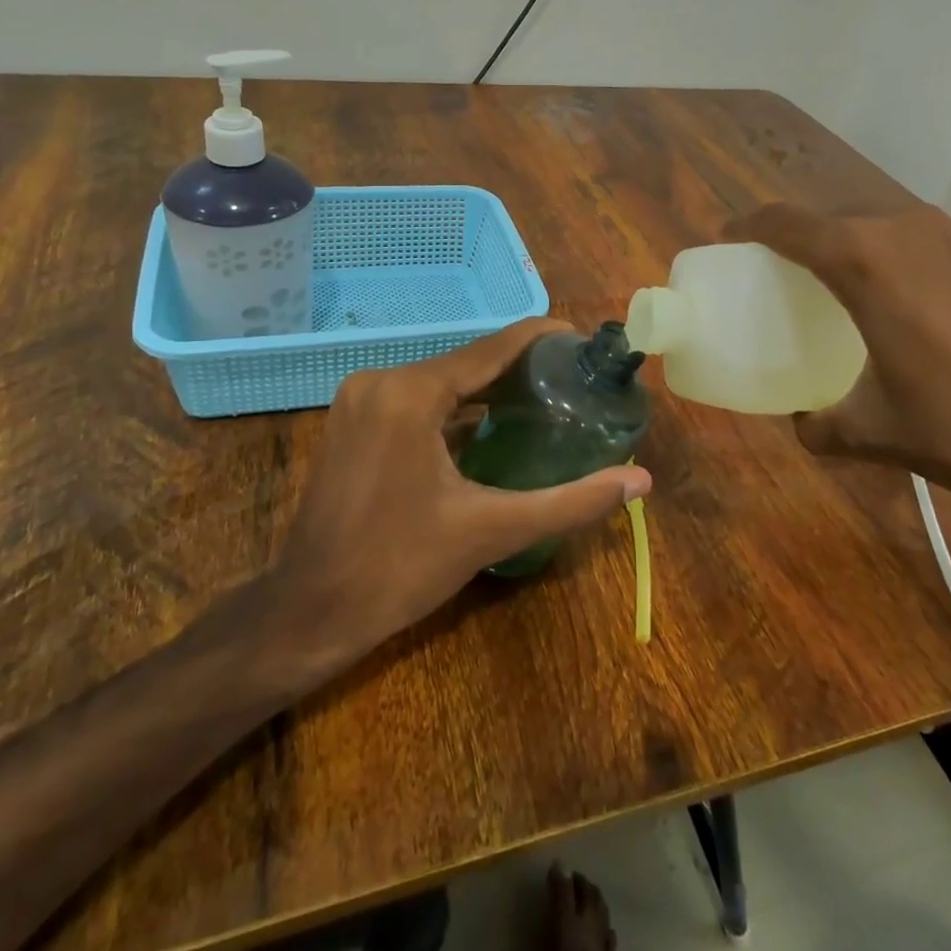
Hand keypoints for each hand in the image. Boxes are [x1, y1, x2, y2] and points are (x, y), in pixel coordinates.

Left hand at [271, 319, 651, 663]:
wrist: (310, 611)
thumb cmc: (399, 568)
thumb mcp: (492, 530)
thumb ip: (571, 501)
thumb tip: (640, 480)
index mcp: (410, 392)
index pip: (491, 348)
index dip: (540, 339)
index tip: (581, 342)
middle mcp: (381, 380)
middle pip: (466, 362)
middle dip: (519, 368)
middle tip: (573, 381)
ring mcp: (359, 398)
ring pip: (440, 380)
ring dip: (487, 388)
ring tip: (543, 398)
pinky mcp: (351, 420)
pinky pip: (415, 398)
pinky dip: (454, 407)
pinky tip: (488, 425)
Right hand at [724, 202, 950, 556]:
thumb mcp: (878, 433)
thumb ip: (822, 424)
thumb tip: (803, 424)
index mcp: (867, 260)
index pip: (787, 223)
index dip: (751, 226)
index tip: (731, 238)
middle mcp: (915, 228)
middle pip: (842, 219)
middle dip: (811, 241)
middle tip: (795, 277)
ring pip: (897, 228)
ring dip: (871, 251)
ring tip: (870, 293)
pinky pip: (947, 245)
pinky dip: (924, 264)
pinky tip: (940, 310)